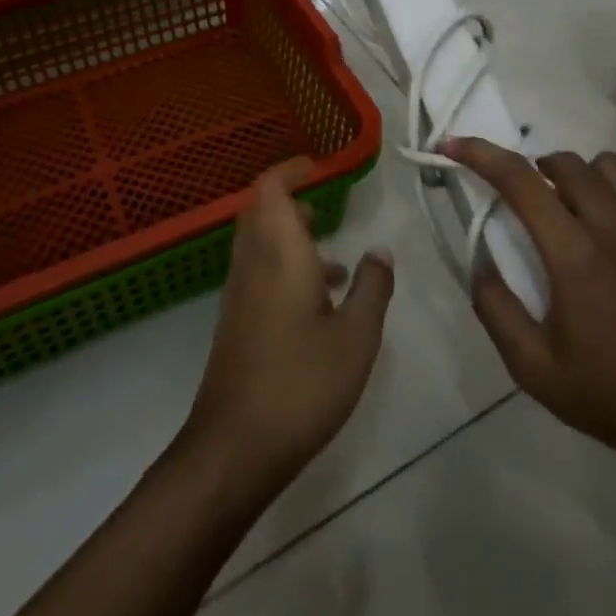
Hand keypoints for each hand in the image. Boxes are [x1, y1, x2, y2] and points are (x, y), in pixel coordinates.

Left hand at [179, 158, 394, 493]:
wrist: (235, 448)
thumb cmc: (301, 384)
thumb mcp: (356, 337)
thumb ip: (373, 288)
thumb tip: (380, 250)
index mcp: (279, 253)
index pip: (270, 188)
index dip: (291, 169)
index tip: (319, 167)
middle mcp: (252, 263)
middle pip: (260, 211)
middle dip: (291, 202)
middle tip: (326, 211)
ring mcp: (239, 293)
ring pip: (259, 243)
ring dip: (291, 238)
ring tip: (336, 262)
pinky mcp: (235, 321)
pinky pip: (258, 272)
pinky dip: (285, 268)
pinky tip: (318, 305)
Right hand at [446, 138, 615, 489]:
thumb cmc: (611, 393)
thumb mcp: (535, 369)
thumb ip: (496, 310)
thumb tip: (480, 263)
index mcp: (574, 253)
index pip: (520, 180)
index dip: (480, 154)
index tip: (452, 145)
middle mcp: (611, 225)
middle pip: (562, 161)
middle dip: (528, 168)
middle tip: (515, 200)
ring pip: (602, 164)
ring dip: (572, 175)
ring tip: (561, 208)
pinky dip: (607, 188)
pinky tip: (601, 224)